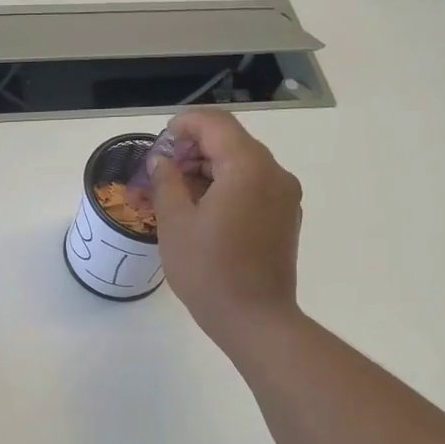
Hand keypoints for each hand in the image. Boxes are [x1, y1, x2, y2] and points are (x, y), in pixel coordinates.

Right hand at [147, 109, 302, 348]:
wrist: (255, 319)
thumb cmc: (209, 269)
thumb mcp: (175, 222)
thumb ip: (166, 181)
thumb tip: (162, 162)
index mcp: (248, 167)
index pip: (215, 124)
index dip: (183, 126)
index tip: (159, 145)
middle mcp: (274, 173)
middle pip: (230, 142)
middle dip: (192, 150)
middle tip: (161, 173)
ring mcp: (284, 196)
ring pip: (241, 165)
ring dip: (207, 170)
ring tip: (175, 196)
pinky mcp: (285, 217)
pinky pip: (253, 187)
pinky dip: (226, 187)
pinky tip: (201, 212)